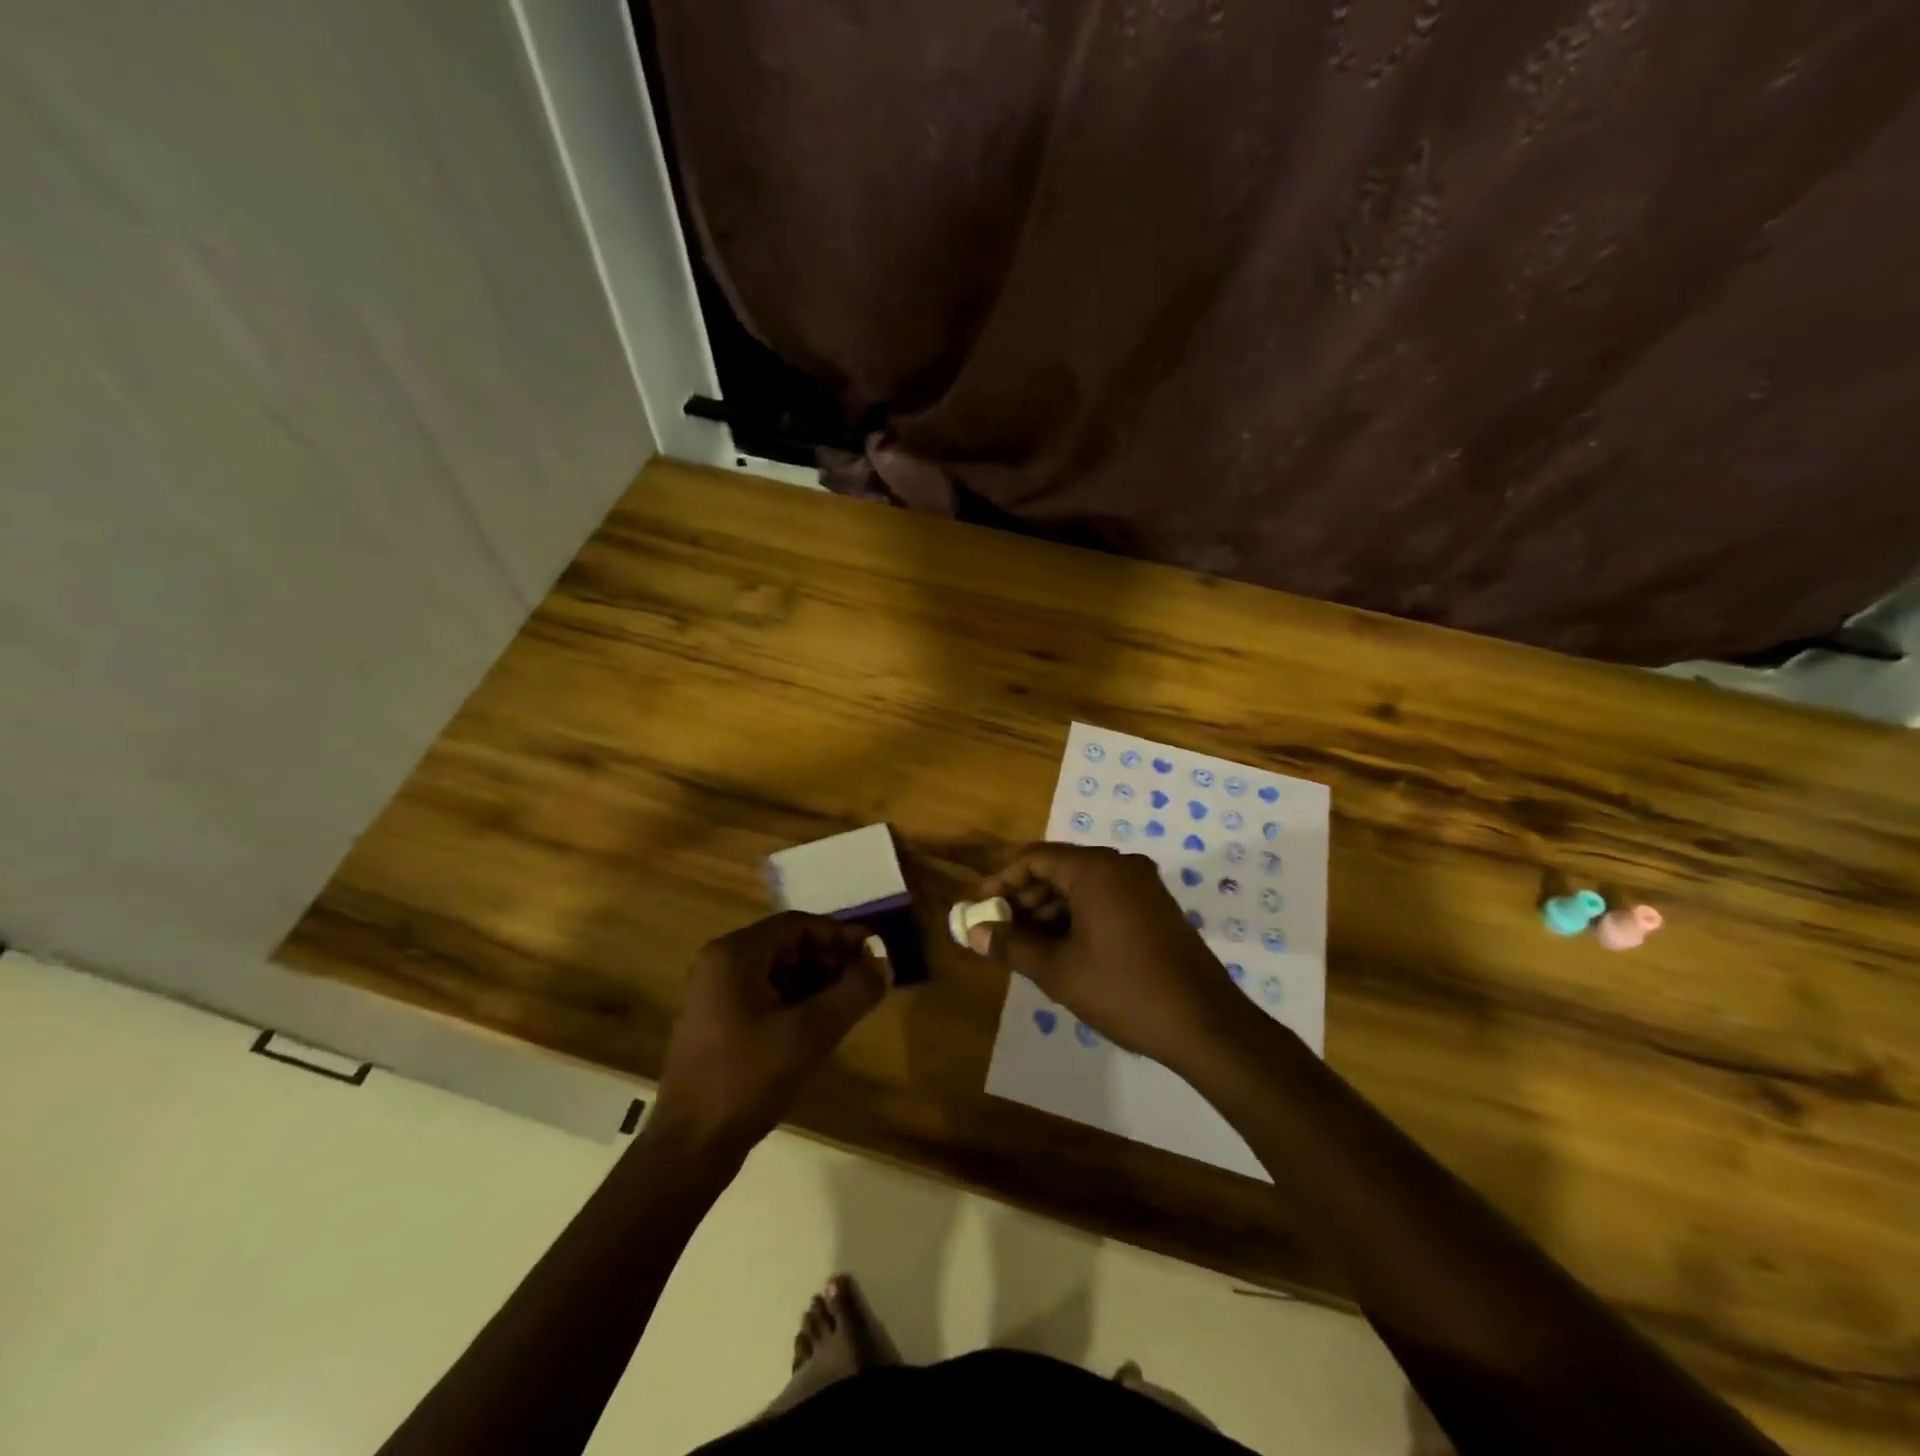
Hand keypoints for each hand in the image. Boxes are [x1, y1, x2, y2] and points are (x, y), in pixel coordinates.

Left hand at [655, 912, 888, 1155]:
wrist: (690, 1147)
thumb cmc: (749, 1078)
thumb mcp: (811, 1032)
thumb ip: (854, 992)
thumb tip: (884, 963)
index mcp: (734, 955)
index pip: (798, 925)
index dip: (840, 935)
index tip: (874, 953)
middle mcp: (720, 965)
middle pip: (788, 946)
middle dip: (831, 960)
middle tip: (868, 981)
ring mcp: (715, 995)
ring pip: (779, 972)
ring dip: (817, 982)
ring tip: (852, 1003)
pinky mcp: (718, 1023)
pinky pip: (766, 996)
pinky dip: (797, 1002)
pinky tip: (823, 1024)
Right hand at [971, 843, 1252, 1074]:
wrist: (1205, 1024)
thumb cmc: (1124, 990)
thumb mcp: (1058, 970)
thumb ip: (1011, 945)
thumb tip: (975, 931)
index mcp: (1096, 869)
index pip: (1035, 858)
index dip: (1002, 881)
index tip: (981, 909)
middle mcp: (1121, 866)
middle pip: (1059, 869)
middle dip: (1025, 899)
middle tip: (1001, 933)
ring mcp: (1144, 887)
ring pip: (1082, 887)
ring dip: (1050, 912)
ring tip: (1027, 949)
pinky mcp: (1157, 909)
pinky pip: (1106, 900)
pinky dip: (1078, 918)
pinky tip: (1064, 952)